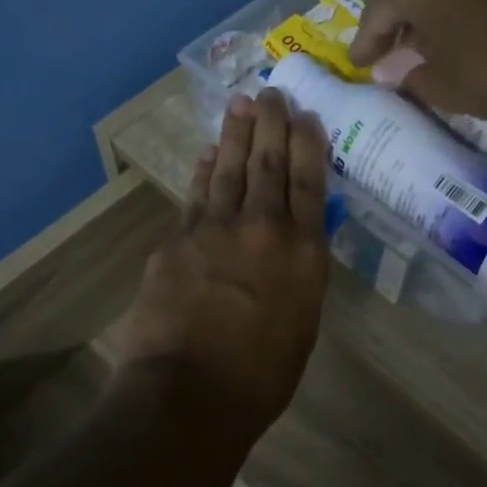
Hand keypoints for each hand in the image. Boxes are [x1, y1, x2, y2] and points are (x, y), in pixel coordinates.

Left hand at [112, 88, 330, 444]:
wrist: (192, 393)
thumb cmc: (262, 375)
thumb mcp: (302, 321)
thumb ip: (298, 273)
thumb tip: (292, 244)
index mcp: (304, 252)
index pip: (309, 182)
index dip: (307, 144)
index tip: (305, 116)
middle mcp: (264, 228)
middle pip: (268, 163)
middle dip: (272, 124)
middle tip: (272, 93)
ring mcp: (215, 229)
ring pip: (229, 169)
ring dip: (235, 134)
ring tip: (242, 104)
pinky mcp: (177, 240)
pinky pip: (195, 196)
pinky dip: (202, 172)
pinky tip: (207, 153)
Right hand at [349, 0, 486, 118]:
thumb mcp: (443, 87)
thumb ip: (413, 79)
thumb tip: (402, 76)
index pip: (375, 14)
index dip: (365, 45)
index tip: (358, 66)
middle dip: (394, 23)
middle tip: (386, 53)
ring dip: (425, 15)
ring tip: (421, 46)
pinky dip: (453, 9)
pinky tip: (457, 35)